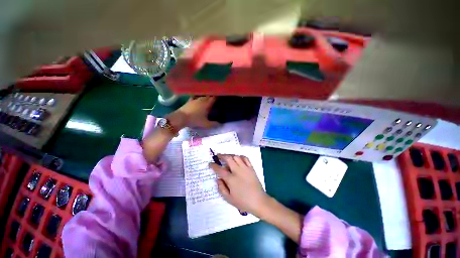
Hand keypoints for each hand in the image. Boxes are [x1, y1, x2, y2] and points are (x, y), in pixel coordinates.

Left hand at [168, 96, 218, 128]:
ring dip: (207, 96)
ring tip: (209, 98)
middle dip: (213, 96)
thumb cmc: (195, 120)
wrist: (181, 118)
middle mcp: (202, 100)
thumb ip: (214, 124)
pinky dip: (198, 96)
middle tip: (216, 98)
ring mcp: (195, 99)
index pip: (214, 98)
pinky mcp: (190, 101)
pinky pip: (195, 97)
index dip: (218, 96)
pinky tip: (199, 97)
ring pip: (203, 96)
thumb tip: (221, 124)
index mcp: (207, 104)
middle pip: (209, 96)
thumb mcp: (206, 124)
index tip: (221, 96)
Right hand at [209, 154, 269, 216]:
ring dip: (230, 155)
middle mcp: (237, 171)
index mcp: (231, 179)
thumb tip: (217, 179)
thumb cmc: (243, 202)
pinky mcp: (251, 168)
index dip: (213, 166)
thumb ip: (221, 188)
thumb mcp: (229, 198)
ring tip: (227, 157)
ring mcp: (245, 168)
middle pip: (228, 159)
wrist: (259, 201)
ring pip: (236, 157)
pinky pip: (245, 158)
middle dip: (222, 156)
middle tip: (218, 156)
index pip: (220, 170)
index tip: (210, 163)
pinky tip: (238, 158)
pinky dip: (240, 156)